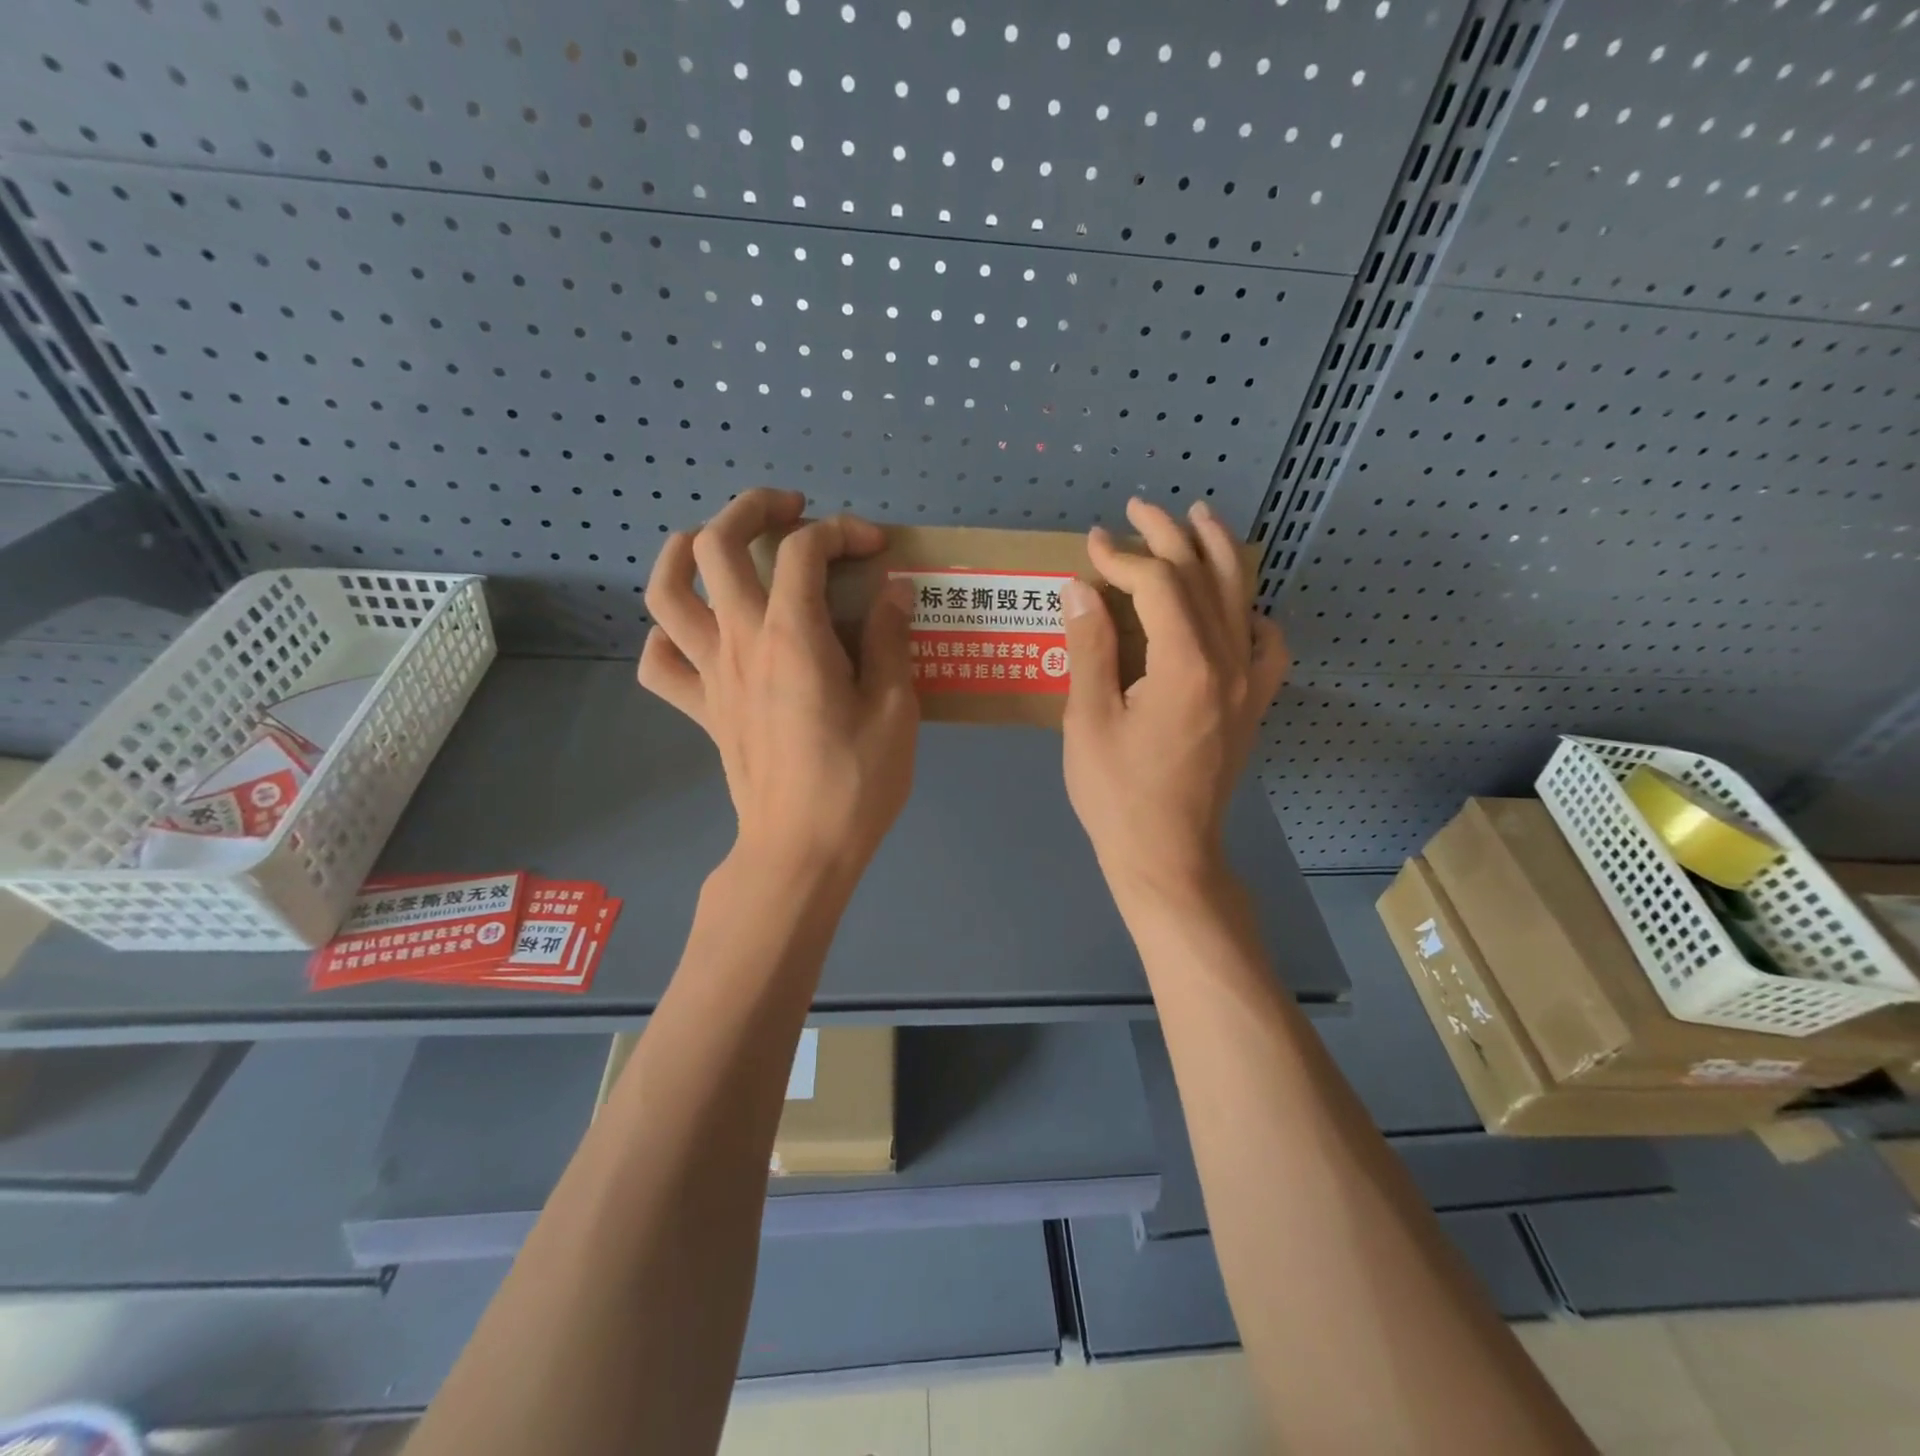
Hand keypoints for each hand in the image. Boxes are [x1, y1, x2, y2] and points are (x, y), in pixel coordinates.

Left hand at [637, 488, 918, 883]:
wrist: (800, 850)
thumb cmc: (856, 783)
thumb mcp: (895, 710)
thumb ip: (891, 642)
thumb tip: (892, 592)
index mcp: (793, 637)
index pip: (804, 550)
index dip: (842, 531)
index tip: (876, 548)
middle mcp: (741, 642)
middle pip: (715, 545)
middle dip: (752, 509)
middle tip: (790, 512)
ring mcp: (712, 675)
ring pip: (665, 593)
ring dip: (684, 552)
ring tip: (716, 544)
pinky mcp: (702, 710)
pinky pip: (660, 664)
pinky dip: (666, 636)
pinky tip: (696, 633)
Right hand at [1061, 497, 1289, 906]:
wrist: (1168, 855)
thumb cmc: (1118, 795)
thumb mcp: (1087, 721)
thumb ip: (1089, 648)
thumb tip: (1080, 586)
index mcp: (1184, 665)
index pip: (1157, 584)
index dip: (1122, 556)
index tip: (1090, 544)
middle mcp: (1228, 662)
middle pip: (1203, 578)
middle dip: (1169, 535)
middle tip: (1138, 508)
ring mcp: (1248, 684)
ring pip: (1241, 598)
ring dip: (1218, 553)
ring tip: (1199, 519)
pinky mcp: (1253, 705)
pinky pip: (1266, 643)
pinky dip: (1250, 612)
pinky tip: (1235, 605)